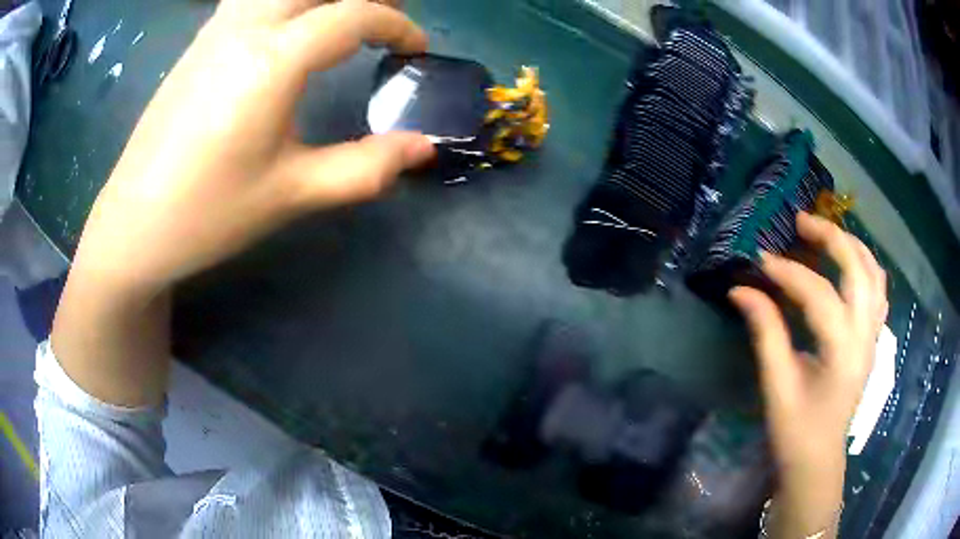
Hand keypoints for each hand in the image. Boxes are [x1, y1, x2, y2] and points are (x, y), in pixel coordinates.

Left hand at [52, 0, 434, 406]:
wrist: (134, 226)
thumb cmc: (209, 214)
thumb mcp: (292, 194)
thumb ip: (365, 167)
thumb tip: (424, 148)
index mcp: (272, 60)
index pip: (353, 15)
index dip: (397, 26)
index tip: (416, 52)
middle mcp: (244, 29)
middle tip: (391, 16)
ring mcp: (216, 31)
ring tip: (346, 14)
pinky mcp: (198, 43)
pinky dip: (283, 1)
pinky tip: (290, 20)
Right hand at [729, 212, 887, 536]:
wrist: (817, 459)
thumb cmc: (795, 430)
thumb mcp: (776, 386)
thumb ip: (765, 333)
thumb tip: (742, 289)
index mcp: (843, 353)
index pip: (819, 295)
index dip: (789, 273)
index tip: (760, 260)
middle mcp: (865, 336)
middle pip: (858, 269)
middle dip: (831, 237)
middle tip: (801, 222)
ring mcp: (873, 336)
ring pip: (874, 274)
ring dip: (852, 245)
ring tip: (826, 232)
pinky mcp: (872, 339)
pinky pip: (877, 290)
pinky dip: (865, 266)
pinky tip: (848, 262)